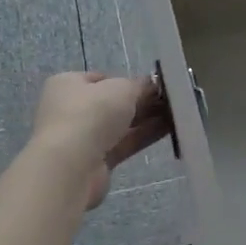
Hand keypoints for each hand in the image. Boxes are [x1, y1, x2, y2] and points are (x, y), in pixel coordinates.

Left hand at [29, 72, 172, 209]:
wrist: (71, 165)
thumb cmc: (92, 113)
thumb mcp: (122, 88)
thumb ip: (139, 85)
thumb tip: (152, 85)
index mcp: (68, 84)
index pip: (102, 79)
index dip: (128, 80)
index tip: (154, 85)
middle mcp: (71, 109)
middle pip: (112, 103)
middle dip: (141, 101)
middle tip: (171, 100)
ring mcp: (82, 138)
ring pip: (120, 125)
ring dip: (146, 119)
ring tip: (177, 114)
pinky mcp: (95, 162)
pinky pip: (124, 144)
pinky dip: (143, 136)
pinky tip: (169, 130)